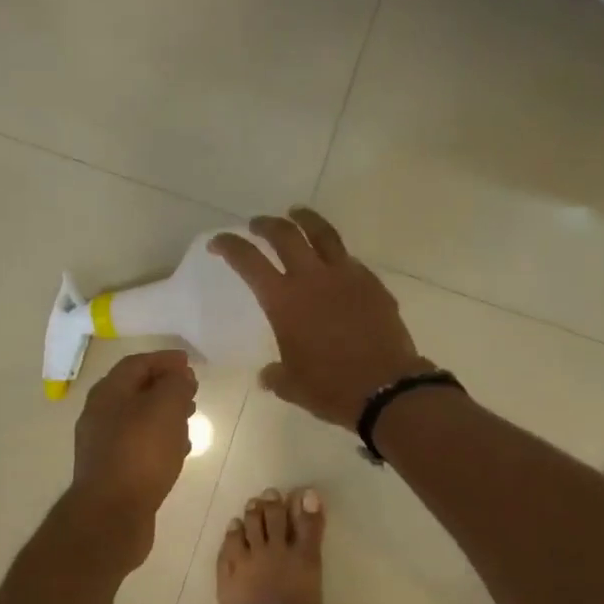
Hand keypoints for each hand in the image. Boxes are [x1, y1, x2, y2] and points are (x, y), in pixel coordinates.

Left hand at [66, 350, 198, 567]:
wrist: (112, 515)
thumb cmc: (140, 454)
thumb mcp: (165, 409)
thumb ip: (175, 385)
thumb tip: (179, 375)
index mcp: (108, 394)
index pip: (137, 364)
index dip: (164, 360)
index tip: (189, 363)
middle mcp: (100, 415)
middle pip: (135, 391)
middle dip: (166, 388)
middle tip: (192, 391)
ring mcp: (104, 446)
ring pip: (139, 420)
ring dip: (165, 415)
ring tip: (190, 420)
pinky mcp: (113, 472)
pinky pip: (139, 447)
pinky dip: (160, 441)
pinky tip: (178, 452)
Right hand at [210, 208, 426, 427]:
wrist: (386, 389)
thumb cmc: (331, 388)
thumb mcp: (292, 386)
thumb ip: (276, 375)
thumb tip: (269, 375)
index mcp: (284, 301)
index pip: (248, 261)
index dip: (229, 246)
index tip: (218, 243)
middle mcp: (313, 278)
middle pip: (285, 234)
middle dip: (266, 225)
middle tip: (257, 225)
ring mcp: (347, 276)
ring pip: (323, 233)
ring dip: (305, 220)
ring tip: (297, 214)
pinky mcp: (373, 284)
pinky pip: (350, 260)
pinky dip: (335, 254)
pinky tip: (335, 263)